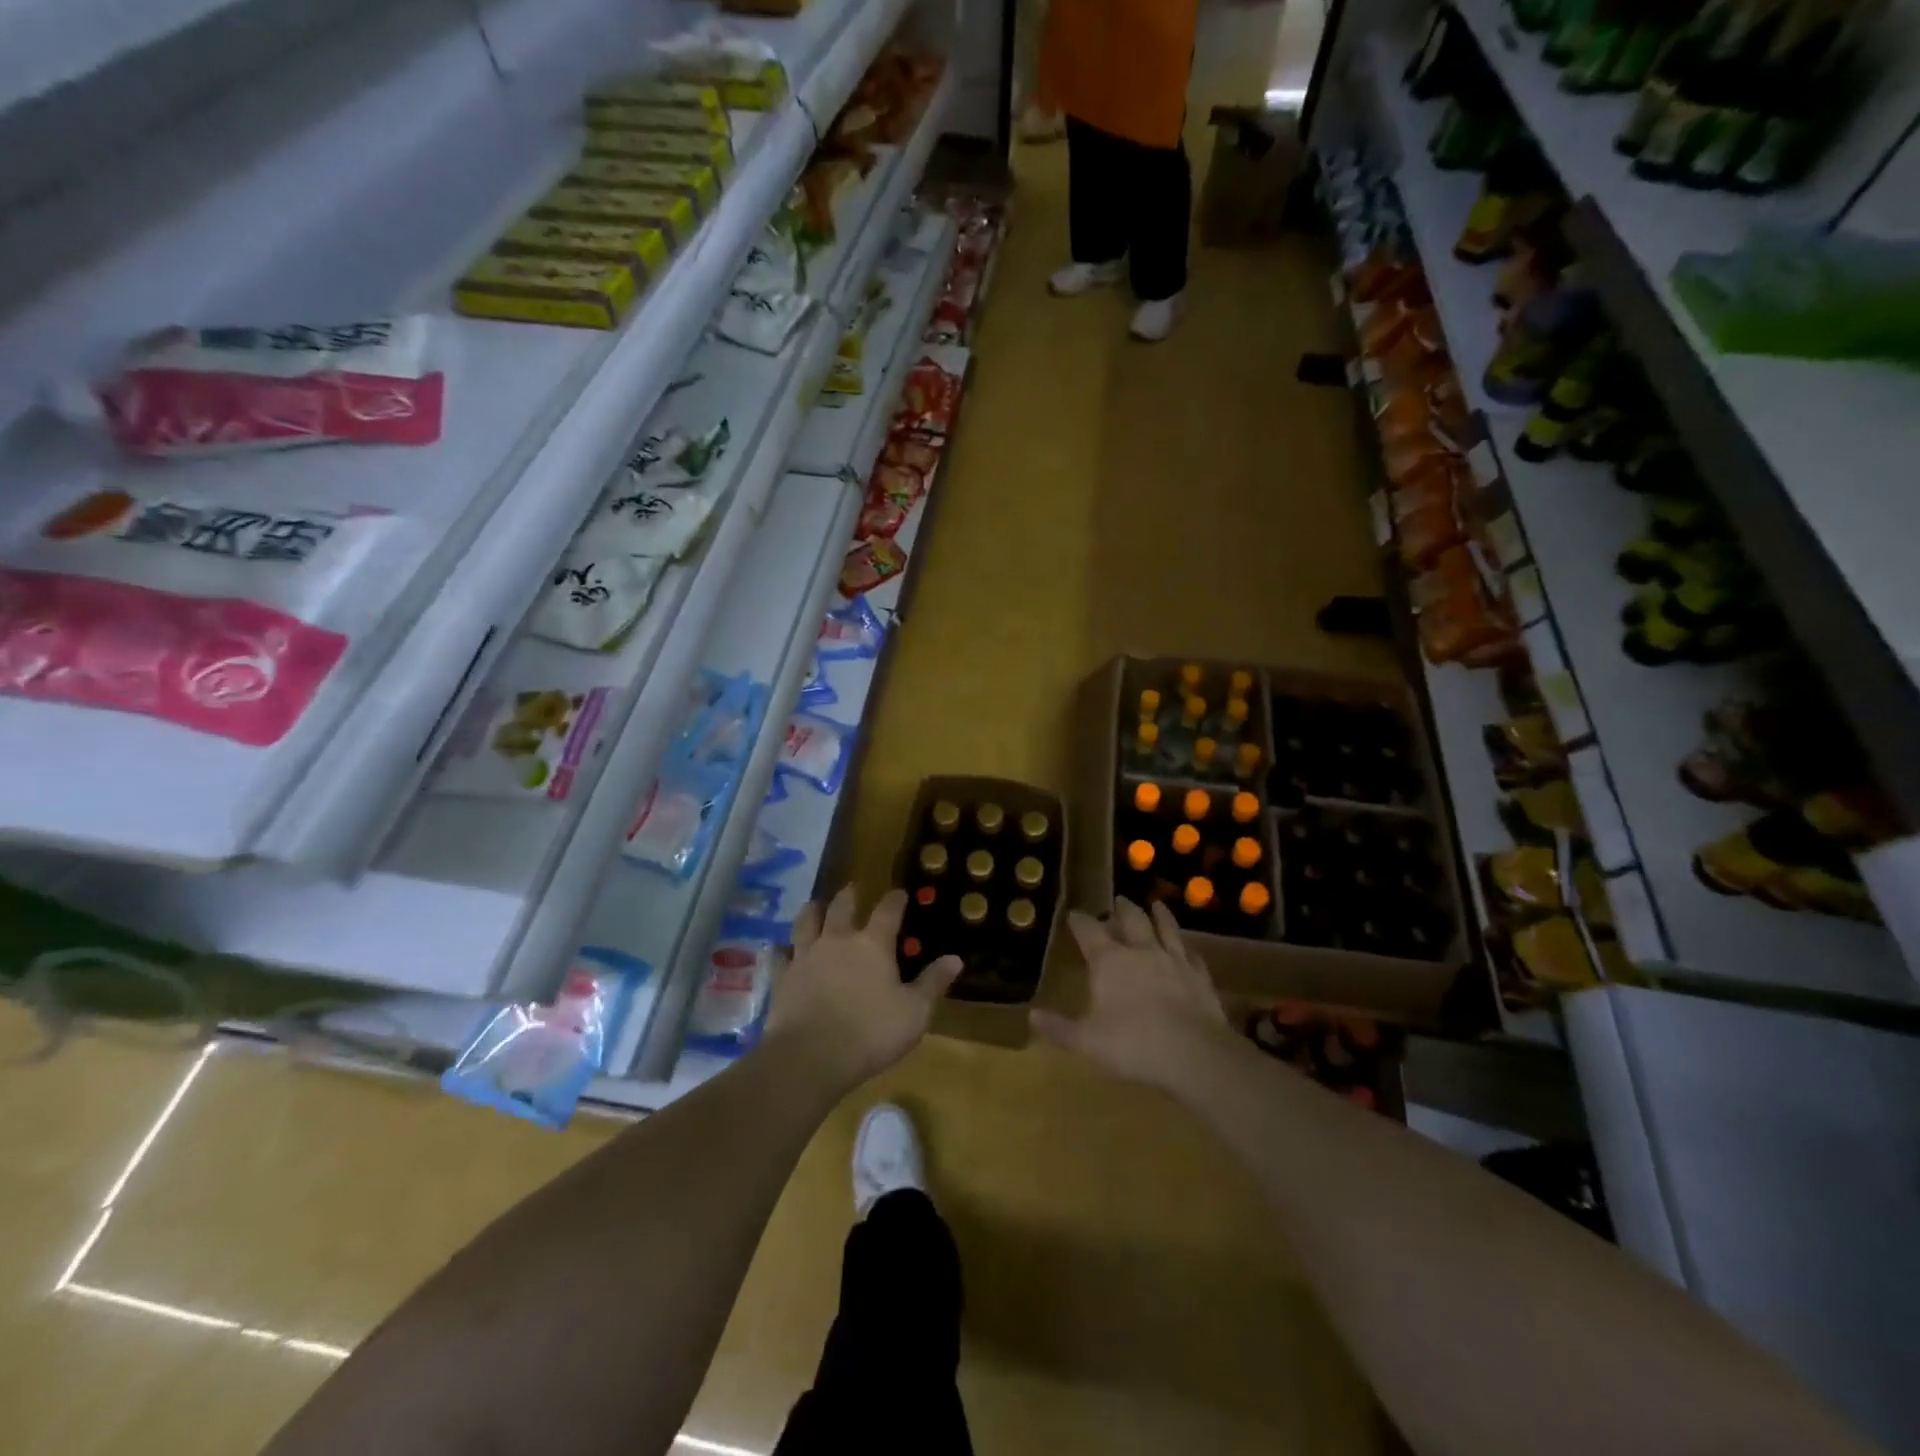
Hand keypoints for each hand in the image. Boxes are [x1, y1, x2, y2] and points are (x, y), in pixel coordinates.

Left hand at [765, 884, 961, 1088]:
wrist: (810, 1057)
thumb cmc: (871, 1033)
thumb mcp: (914, 1012)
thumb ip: (933, 983)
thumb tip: (955, 959)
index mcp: (873, 945)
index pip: (887, 911)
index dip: (895, 899)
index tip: (900, 893)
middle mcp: (837, 941)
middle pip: (842, 907)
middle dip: (849, 895)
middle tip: (852, 889)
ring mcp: (806, 957)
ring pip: (806, 921)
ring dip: (813, 911)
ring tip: (815, 906)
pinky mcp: (781, 978)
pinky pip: (779, 956)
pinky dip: (781, 950)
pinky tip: (781, 951)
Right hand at [1032, 898, 1231, 1091]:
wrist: (1195, 1054)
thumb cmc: (1133, 1045)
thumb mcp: (1087, 1041)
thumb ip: (1059, 1028)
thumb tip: (1031, 1015)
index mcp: (1109, 961)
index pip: (1089, 931)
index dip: (1079, 921)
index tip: (1073, 914)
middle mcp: (1141, 951)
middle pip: (1130, 920)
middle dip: (1121, 910)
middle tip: (1118, 901)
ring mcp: (1174, 961)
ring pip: (1165, 928)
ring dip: (1159, 915)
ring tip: (1156, 905)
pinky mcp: (1200, 976)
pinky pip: (1192, 955)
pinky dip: (1186, 948)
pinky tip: (1188, 949)